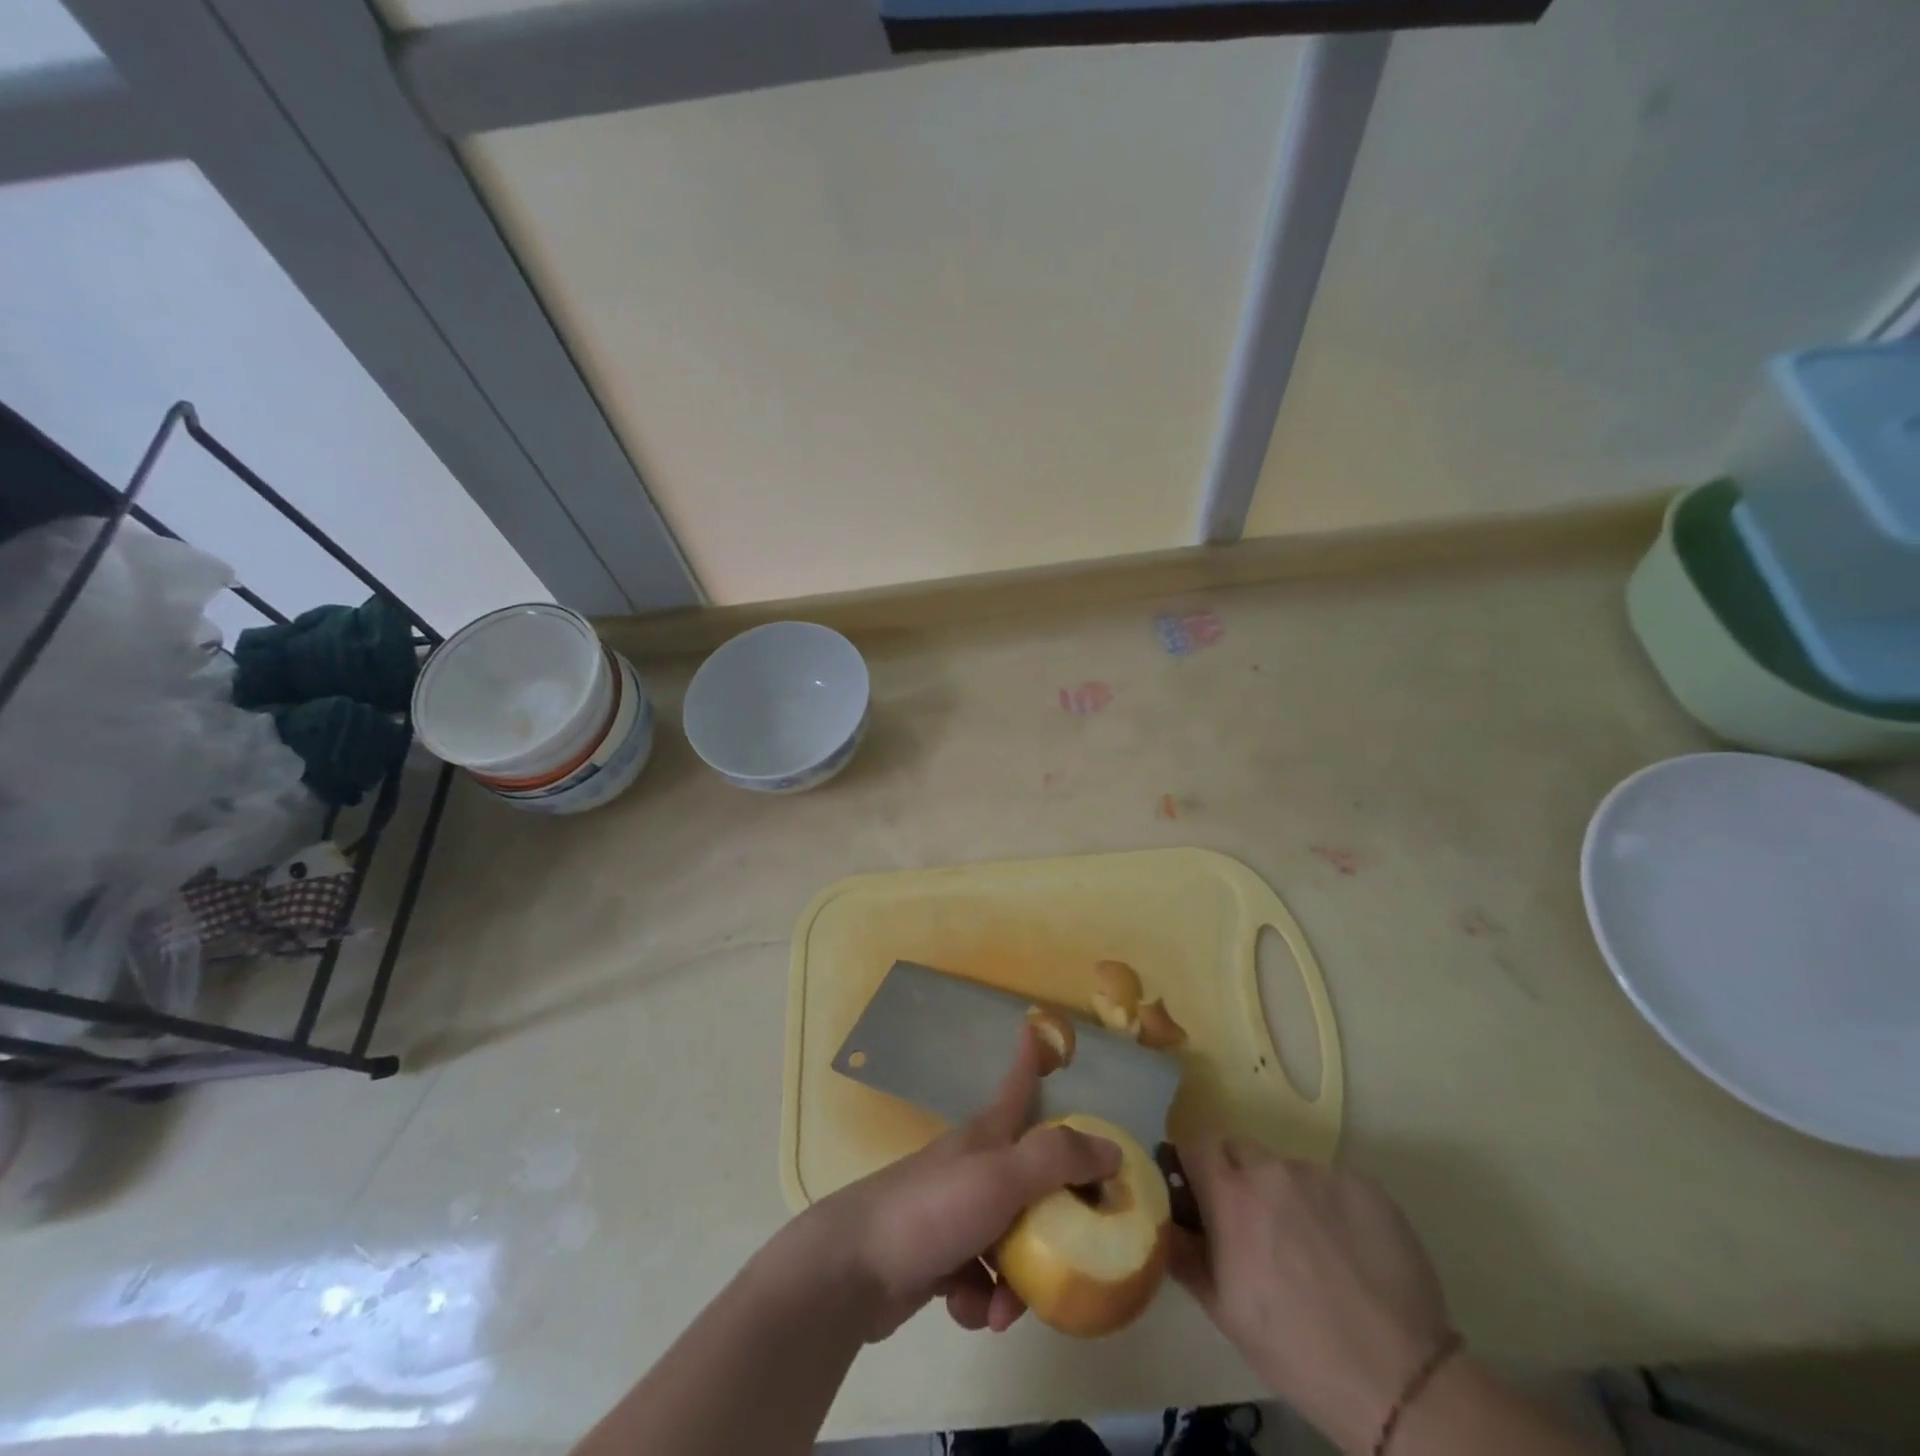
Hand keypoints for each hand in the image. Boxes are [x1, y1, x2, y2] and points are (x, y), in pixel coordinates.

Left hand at [793, 1027, 1118, 1340]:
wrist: (854, 1268)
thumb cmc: (933, 1209)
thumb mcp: (1003, 1177)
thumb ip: (1057, 1160)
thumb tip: (1112, 1150)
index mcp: (987, 1137)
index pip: (1017, 1086)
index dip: (1029, 1059)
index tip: (1034, 1028)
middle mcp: (974, 1167)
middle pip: (1030, 1180)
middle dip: (1053, 1221)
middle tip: (1075, 1250)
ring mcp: (954, 1213)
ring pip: (1010, 1240)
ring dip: (1018, 1280)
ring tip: (1006, 1306)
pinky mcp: (938, 1259)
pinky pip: (981, 1279)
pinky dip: (983, 1300)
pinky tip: (971, 1312)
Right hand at [1170, 1137, 1452, 1454]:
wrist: (1400, 1382)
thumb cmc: (1295, 1350)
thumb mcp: (1223, 1310)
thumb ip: (1183, 1252)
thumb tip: (1161, 1219)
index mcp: (1231, 1194)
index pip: (1196, 1142)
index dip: (1195, 1165)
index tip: (1201, 1194)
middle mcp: (1273, 1170)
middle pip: (1241, 1149)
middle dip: (1239, 1177)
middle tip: (1255, 1228)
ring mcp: (1323, 1175)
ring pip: (1288, 1169)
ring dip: (1287, 1195)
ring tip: (1312, 1250)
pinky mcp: (1368, 1187)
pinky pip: (1333, 1185)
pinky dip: (1331, 1208)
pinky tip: (1349, 1254)